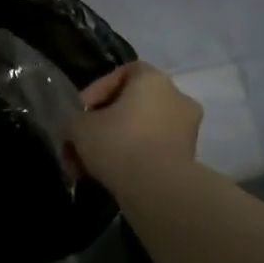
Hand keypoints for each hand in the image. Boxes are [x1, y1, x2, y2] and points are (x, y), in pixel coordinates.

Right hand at [67, 61, 201, 191]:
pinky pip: (153, 151)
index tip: (80, 112)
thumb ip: (74, 120)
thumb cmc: (118, 143)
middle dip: (102, 124)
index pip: (123, 73)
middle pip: (131, 105)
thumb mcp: (79, 127)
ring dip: (115, 144)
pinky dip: (132, 160)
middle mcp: (176, 98)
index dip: (96, 91)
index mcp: (154, 80)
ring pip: (140, 130)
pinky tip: (109, 177)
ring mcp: (187, 129)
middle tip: (81, 143)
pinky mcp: (188, 158)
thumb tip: (76, 127)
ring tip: (89, 166)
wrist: (158, 189)